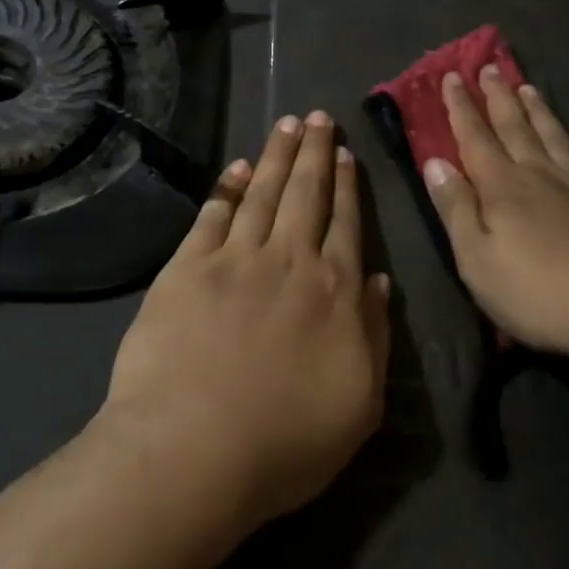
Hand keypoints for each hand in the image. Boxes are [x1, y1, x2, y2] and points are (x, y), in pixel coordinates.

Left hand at [101, 112, 390, 534]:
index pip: (346, 223)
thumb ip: (376, 335)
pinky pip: (214, 214)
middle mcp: (289, 259)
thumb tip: (380, 281)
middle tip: (319, 116)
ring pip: (264, 192)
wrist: (192, 452)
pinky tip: (237, 167)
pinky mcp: (188, 267)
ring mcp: (236, 258)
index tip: (346, 153)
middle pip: (306, 192)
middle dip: (314, 151)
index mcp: (334, 290)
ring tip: (287, 123)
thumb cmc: (284, 442)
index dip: (347, 185)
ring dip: (276, 155)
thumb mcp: (359, 404)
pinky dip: (228, 187)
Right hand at [421, 67, 568, 364]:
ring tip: (527, 87)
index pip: (474, 137)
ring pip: (551, 134)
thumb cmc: (541, 291)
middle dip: (498, 96)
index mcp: (502, 186)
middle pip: (514, 126)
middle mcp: (539, 173)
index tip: (452, 76)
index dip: (461, 107)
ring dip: (536, 109)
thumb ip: (456, 209)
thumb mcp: (478, 260)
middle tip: (490, 67)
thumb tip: (435, 163)